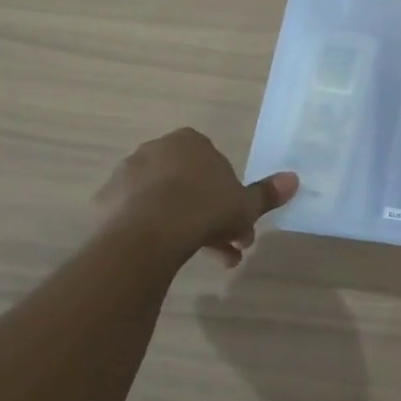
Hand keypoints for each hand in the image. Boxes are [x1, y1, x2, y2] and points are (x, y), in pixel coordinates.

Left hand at [98, 128, 297, 266]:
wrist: (148, 234)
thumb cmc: (205, 209)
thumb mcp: (245, 205)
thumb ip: (266, 193)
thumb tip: (294, 179)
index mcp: (190, 141)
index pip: (215, 164)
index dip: (229, 194)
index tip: (238, 221)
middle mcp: (156, 149)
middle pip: (190, 184)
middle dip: (211, 216)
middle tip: (228, 246)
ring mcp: (127, 174)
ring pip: (166, 201)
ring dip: (186, 226)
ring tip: (204, 259)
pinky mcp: (107, 201)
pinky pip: (139, 215)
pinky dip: (156, 231)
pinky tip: (169, 255)